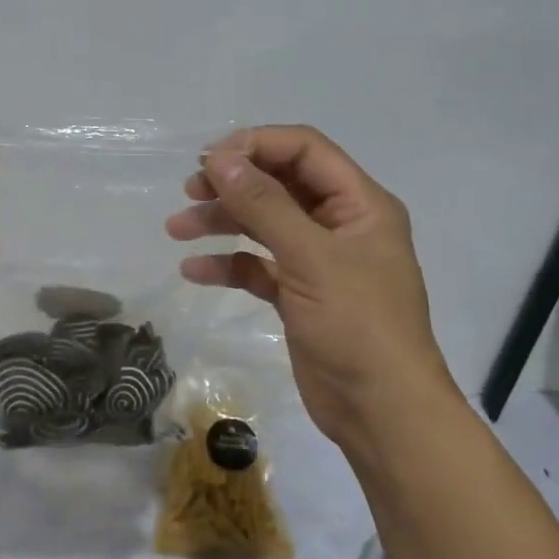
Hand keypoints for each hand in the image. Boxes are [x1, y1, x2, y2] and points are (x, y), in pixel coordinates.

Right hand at [166, 125, 460, 447]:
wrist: (382, 412)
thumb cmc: (357, 325)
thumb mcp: (310, 258)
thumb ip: (263, 204)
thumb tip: (218, 158)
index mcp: (359, 204)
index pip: (305, 151)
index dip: (257, 146)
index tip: (209, 159)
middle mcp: (340, 224)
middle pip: (280, 184)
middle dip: (233, 184)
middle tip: (190, 191)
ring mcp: (319, 261)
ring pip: (264, 224)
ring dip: (222, 222)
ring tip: (177, 229)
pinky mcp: (300, 295)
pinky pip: (258, 266)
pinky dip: (228, 264)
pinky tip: (194, 271)